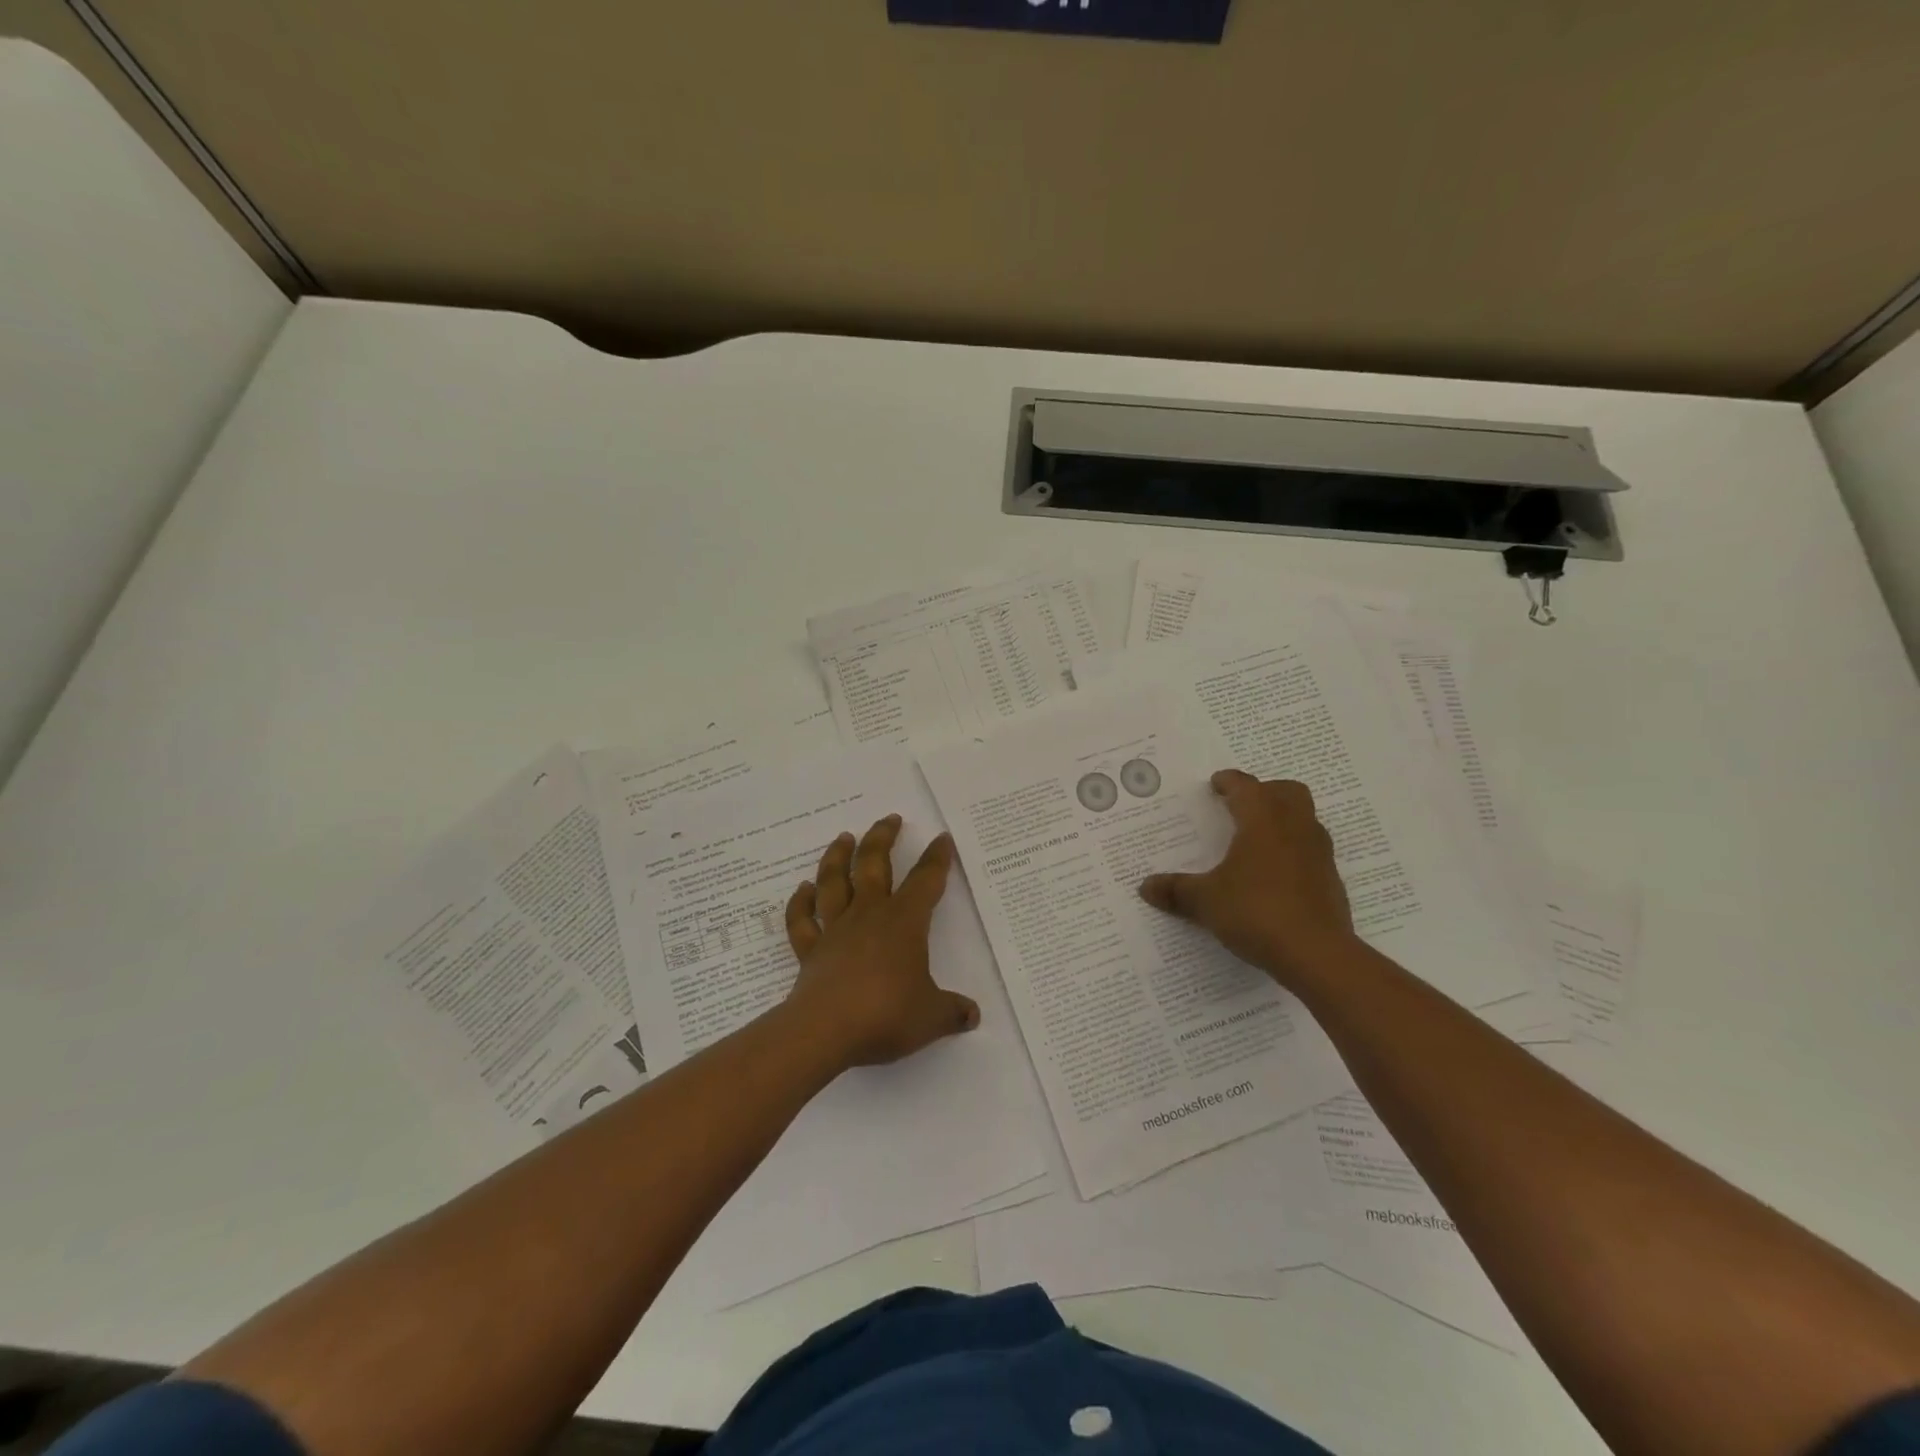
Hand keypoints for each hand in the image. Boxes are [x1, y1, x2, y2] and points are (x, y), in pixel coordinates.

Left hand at [782, 815, 979, 1069]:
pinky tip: (803, 889)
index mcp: (904, 922)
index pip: (926, 881)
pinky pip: (802, 921)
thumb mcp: (931, 1017)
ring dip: (838, 856)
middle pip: (874, 864)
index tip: (942, 839)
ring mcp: (835, 930)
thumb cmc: (885, 1014)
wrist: (825, 1031)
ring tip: (844, 837)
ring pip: (834, 882)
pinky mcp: (810, 951)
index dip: (937, 859)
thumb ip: (952, 1012)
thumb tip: (973, 1015)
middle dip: (883, 838)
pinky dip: (800, 903)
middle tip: (890, 819)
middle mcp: (869, 915)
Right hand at [1139, 769, 1356, 987]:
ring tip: (1256, 839)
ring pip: (1304, 819)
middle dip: (1265, 792)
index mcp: (1262, 820)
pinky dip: (1293, 851)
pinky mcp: (1330, 880)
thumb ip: (1176, 890)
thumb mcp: (1206, 901)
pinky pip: (1310, 851)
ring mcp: (1318, 853)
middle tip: (1241, 805)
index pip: (1245, 786)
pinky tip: (1273, 875)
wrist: (1317, 955)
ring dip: (1283, 820)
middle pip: (1286, 792)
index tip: (1216, 784)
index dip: (1228, 782)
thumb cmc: (1256, 911)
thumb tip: (1145, 887)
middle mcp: (1294, 827)